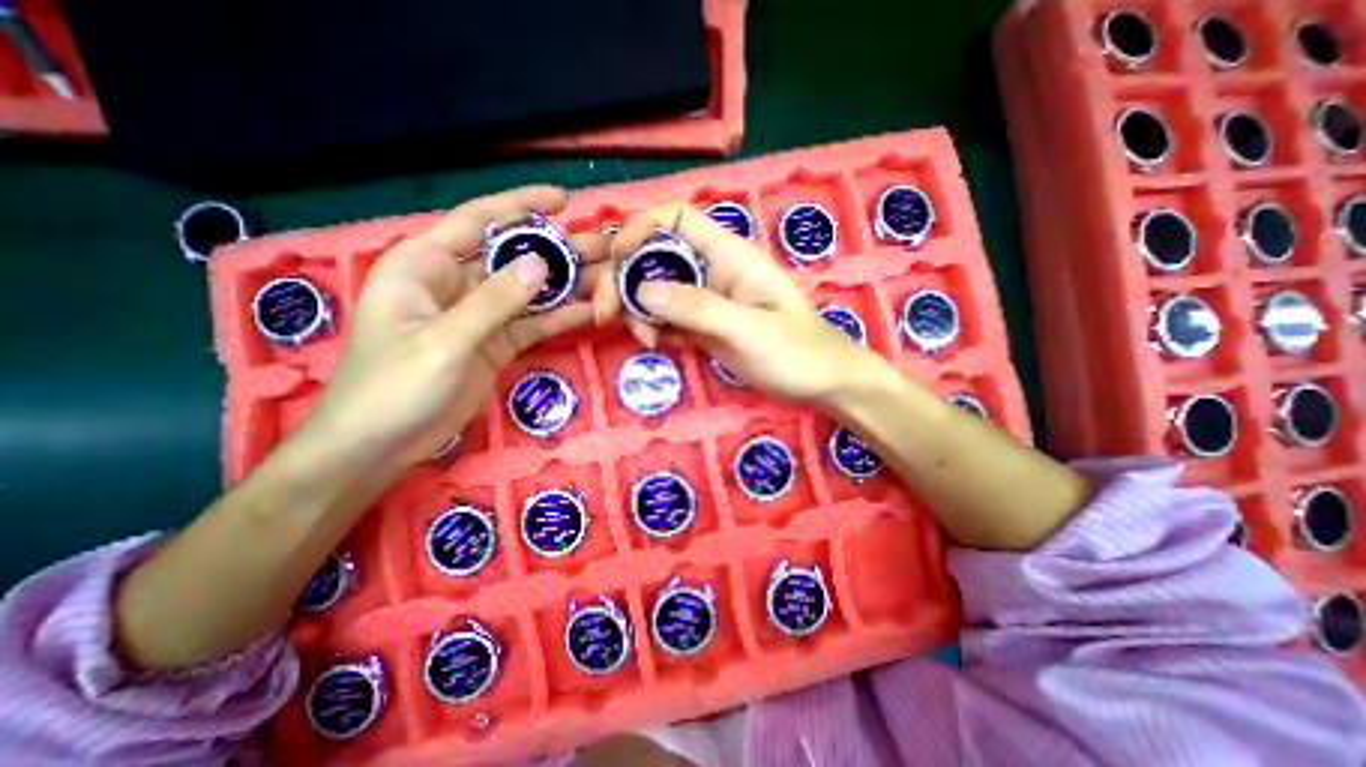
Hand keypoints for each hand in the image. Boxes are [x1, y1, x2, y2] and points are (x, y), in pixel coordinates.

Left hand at [308, 189, 613, 470]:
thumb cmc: (393, 387)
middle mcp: (456, 283)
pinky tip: (594, 311)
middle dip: (560, 250)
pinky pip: (534, 324)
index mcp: (426, 265)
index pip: (478, 221)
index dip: (521, 206)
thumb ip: (494, 301)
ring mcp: (481, 315)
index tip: (563, 199)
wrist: (380, 446)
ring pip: (531, 292)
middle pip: (515, 258)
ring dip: (569, 285)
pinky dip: (561, 318)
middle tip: (606, 245)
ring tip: (612, 276)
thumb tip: (541, 264)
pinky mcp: (497, 343)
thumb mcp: (444, 341)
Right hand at [598, 203, 887, 406]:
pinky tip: (655, 345)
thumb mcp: (749, 329)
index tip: (616, 258)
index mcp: (729, 254)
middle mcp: (712, 269)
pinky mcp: (702, 324)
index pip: (676, 217)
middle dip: (623, 278)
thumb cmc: (797, 352)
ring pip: (654, 288)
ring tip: (644, 340)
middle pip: (653, 254)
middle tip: (606, 314)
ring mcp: (705, 298)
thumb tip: (641, 289)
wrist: (821, 383)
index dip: (640, 227)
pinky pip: (665, 316)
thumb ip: (698, 307)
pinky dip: (651, 327)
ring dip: (635, 309)